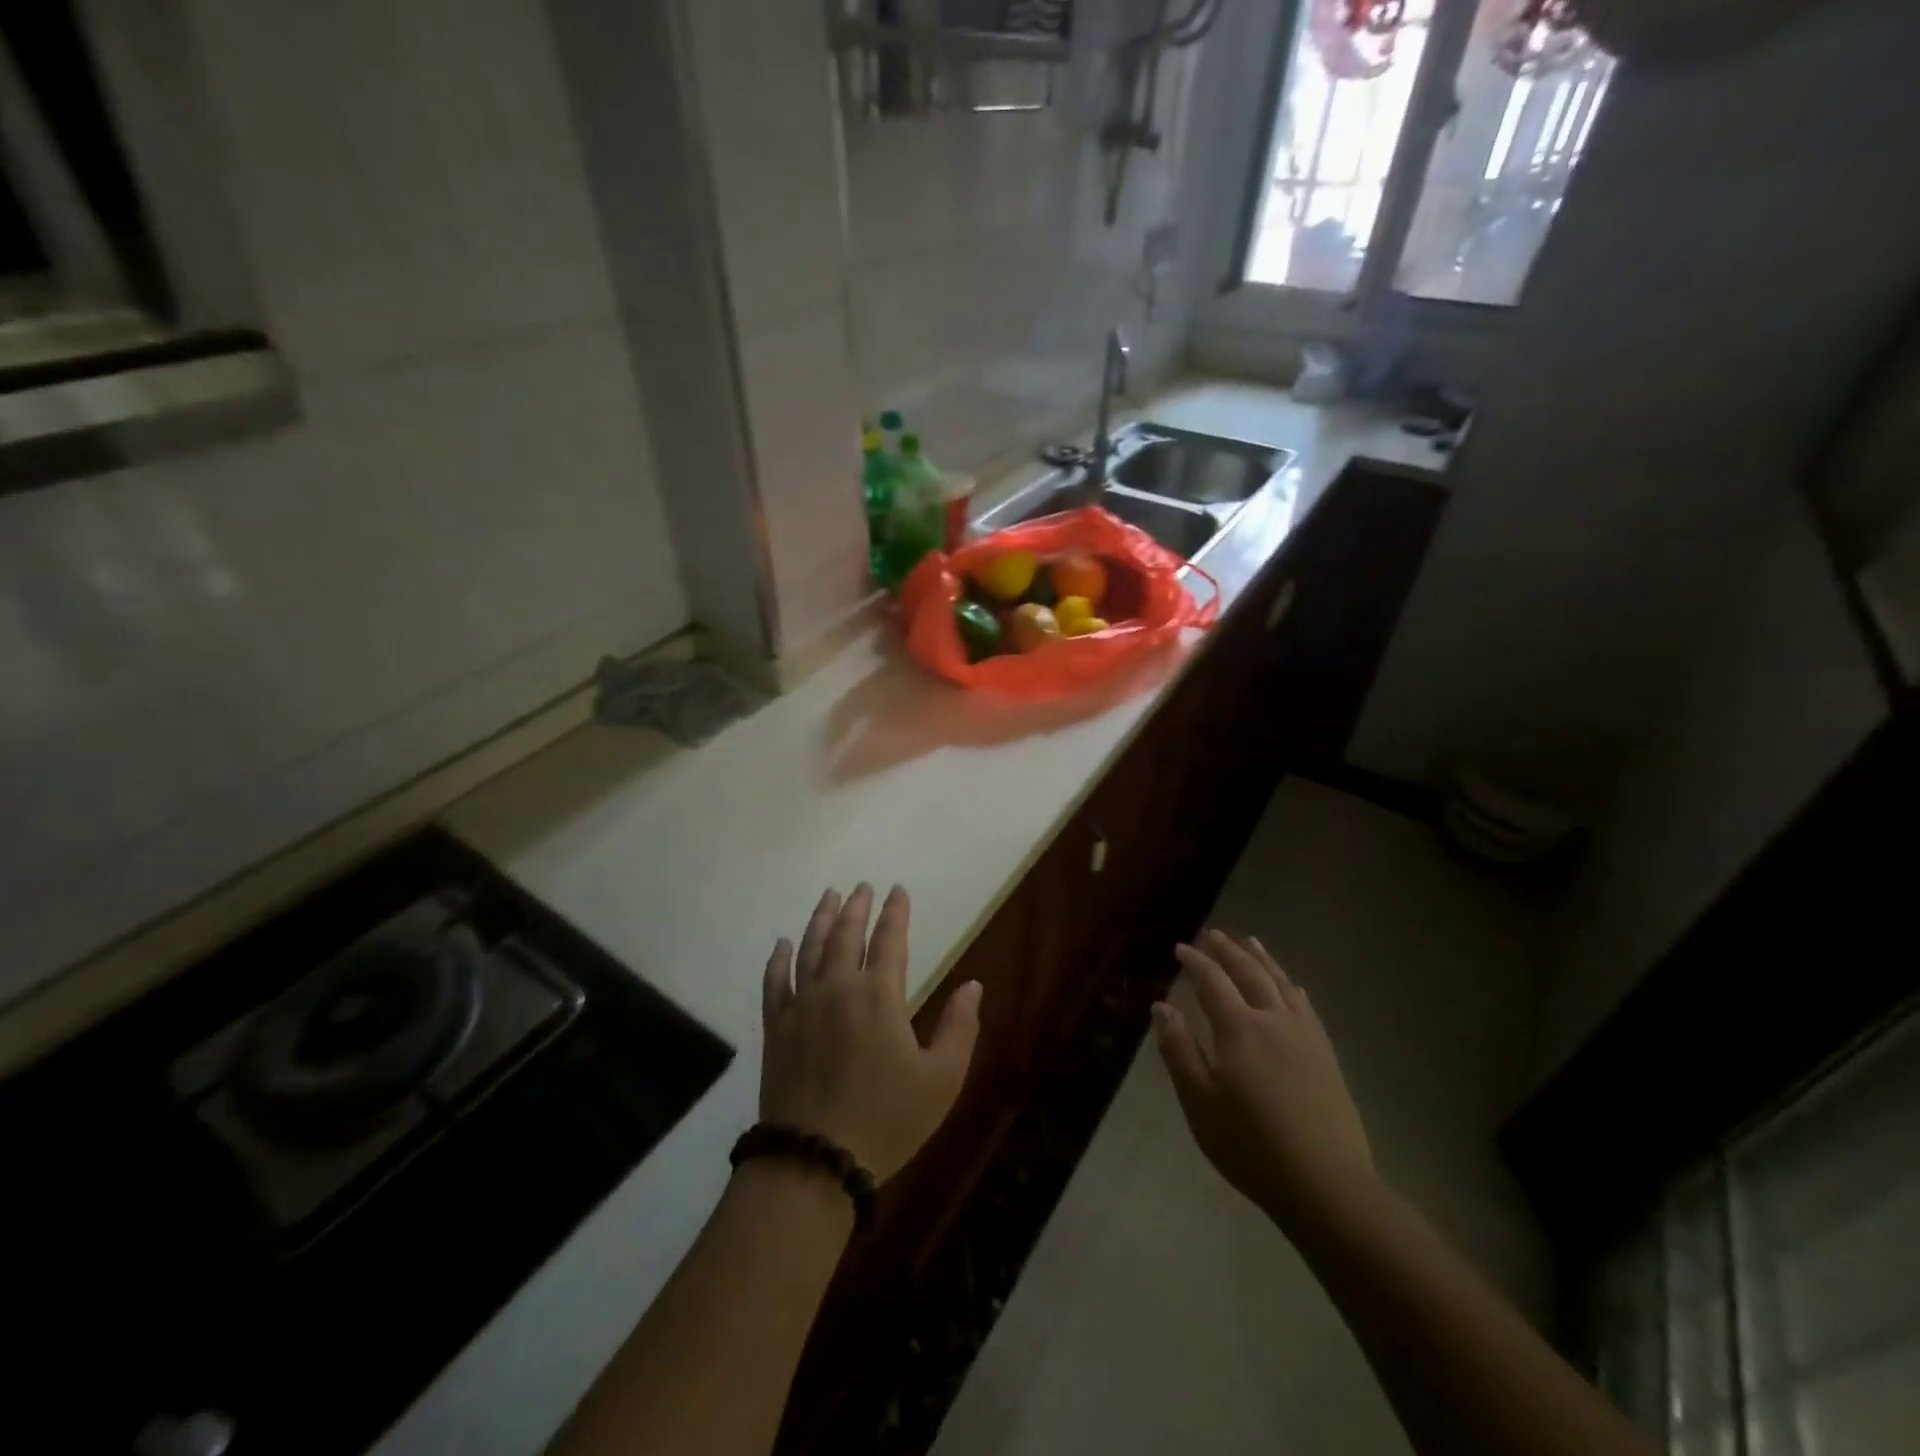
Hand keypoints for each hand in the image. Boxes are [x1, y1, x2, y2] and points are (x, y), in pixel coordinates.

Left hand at [760, 884, 981, 1182]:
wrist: (814, 1162)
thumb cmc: (887, 1120)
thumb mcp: (941, 1080)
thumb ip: (960, 1027)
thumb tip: (973, 985)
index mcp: (879, 996)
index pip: (889, 940)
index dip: (895, 912)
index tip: (898, 889)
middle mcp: (838, 989)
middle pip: (845, 935)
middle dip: (856, 907)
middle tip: (862, 886)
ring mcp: (802, 1007)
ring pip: (810, 949)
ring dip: (820, 919)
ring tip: (828, 896)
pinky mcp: (776, 1029)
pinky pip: (775, 982)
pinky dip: (779, 959)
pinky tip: (783, 944)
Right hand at [1153, 929, 1374, 1234]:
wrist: (1325, 1183)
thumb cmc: (1250, 1145)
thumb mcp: (1200, 1101)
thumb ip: (1179, 1050)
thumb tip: (1161, 1006)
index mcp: (1238, 1029)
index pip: (1212, 981)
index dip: (1195, 961)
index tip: (1180, 948)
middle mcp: (1273, 1019)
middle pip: (1249, 973)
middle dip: (1228, 950)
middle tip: (1212, 934)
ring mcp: (1305, 1035)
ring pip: (1281, 982)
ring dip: (1262, 958)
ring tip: (1249, 941)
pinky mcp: (1326, 1053)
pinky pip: (1305, 1005)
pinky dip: (1291, 986)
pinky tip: (1291, 985)